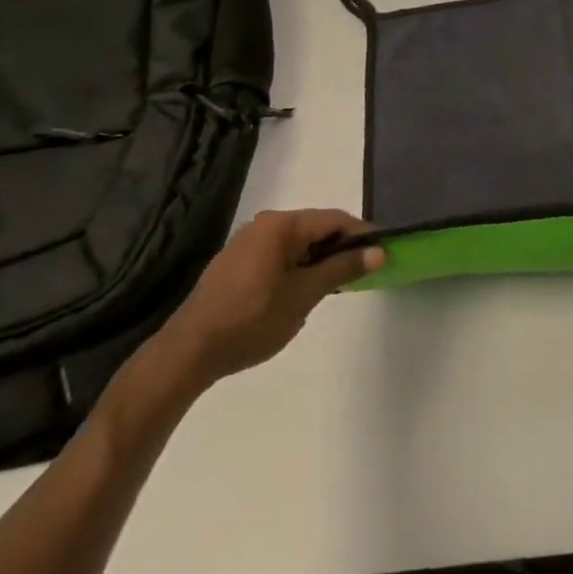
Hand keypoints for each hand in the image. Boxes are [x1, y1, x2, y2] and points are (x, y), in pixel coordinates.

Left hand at [149, 209, 383, 392]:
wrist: (187, 353)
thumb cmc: (251, 320)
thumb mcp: (304, 296)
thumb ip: (342, 269)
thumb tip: (379, 252)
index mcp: (281, 225)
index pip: (335, 220)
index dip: (363, 235)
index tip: (385, 253)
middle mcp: (264, 225)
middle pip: (317, 228)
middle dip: (341, 248)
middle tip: (364, 272)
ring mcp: (247, 243)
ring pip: (298, 243)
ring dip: (320, 260)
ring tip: (336, 285)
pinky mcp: (236, 263)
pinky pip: (280, 255)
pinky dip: (298, 267)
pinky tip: (302, 292)